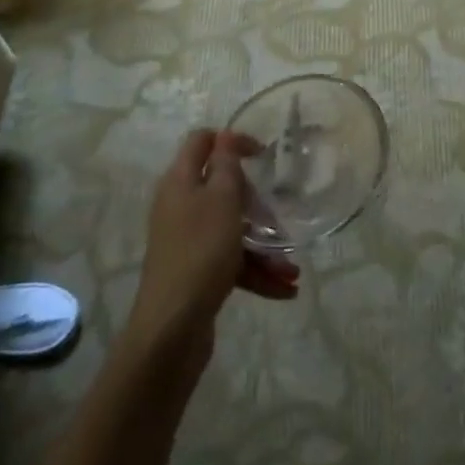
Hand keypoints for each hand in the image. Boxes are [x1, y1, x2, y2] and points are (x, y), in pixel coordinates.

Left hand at [124, 129, 299, 369]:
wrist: (172, 328)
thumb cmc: (201, 252)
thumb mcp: (222, 201)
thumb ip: (226, 166)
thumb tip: (224, 136)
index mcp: (180, 182)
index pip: (202, 142)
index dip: (232, 140)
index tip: (263, 154)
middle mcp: (180, 206)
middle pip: (222, 189)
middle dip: (256, 205)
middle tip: (278, 217)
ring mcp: (187, 241)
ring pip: (232, 230)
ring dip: (263, 246)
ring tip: (292, 269)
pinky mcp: (196, 272)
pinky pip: (230, 261)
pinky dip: (255, 271)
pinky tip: (285, 290)